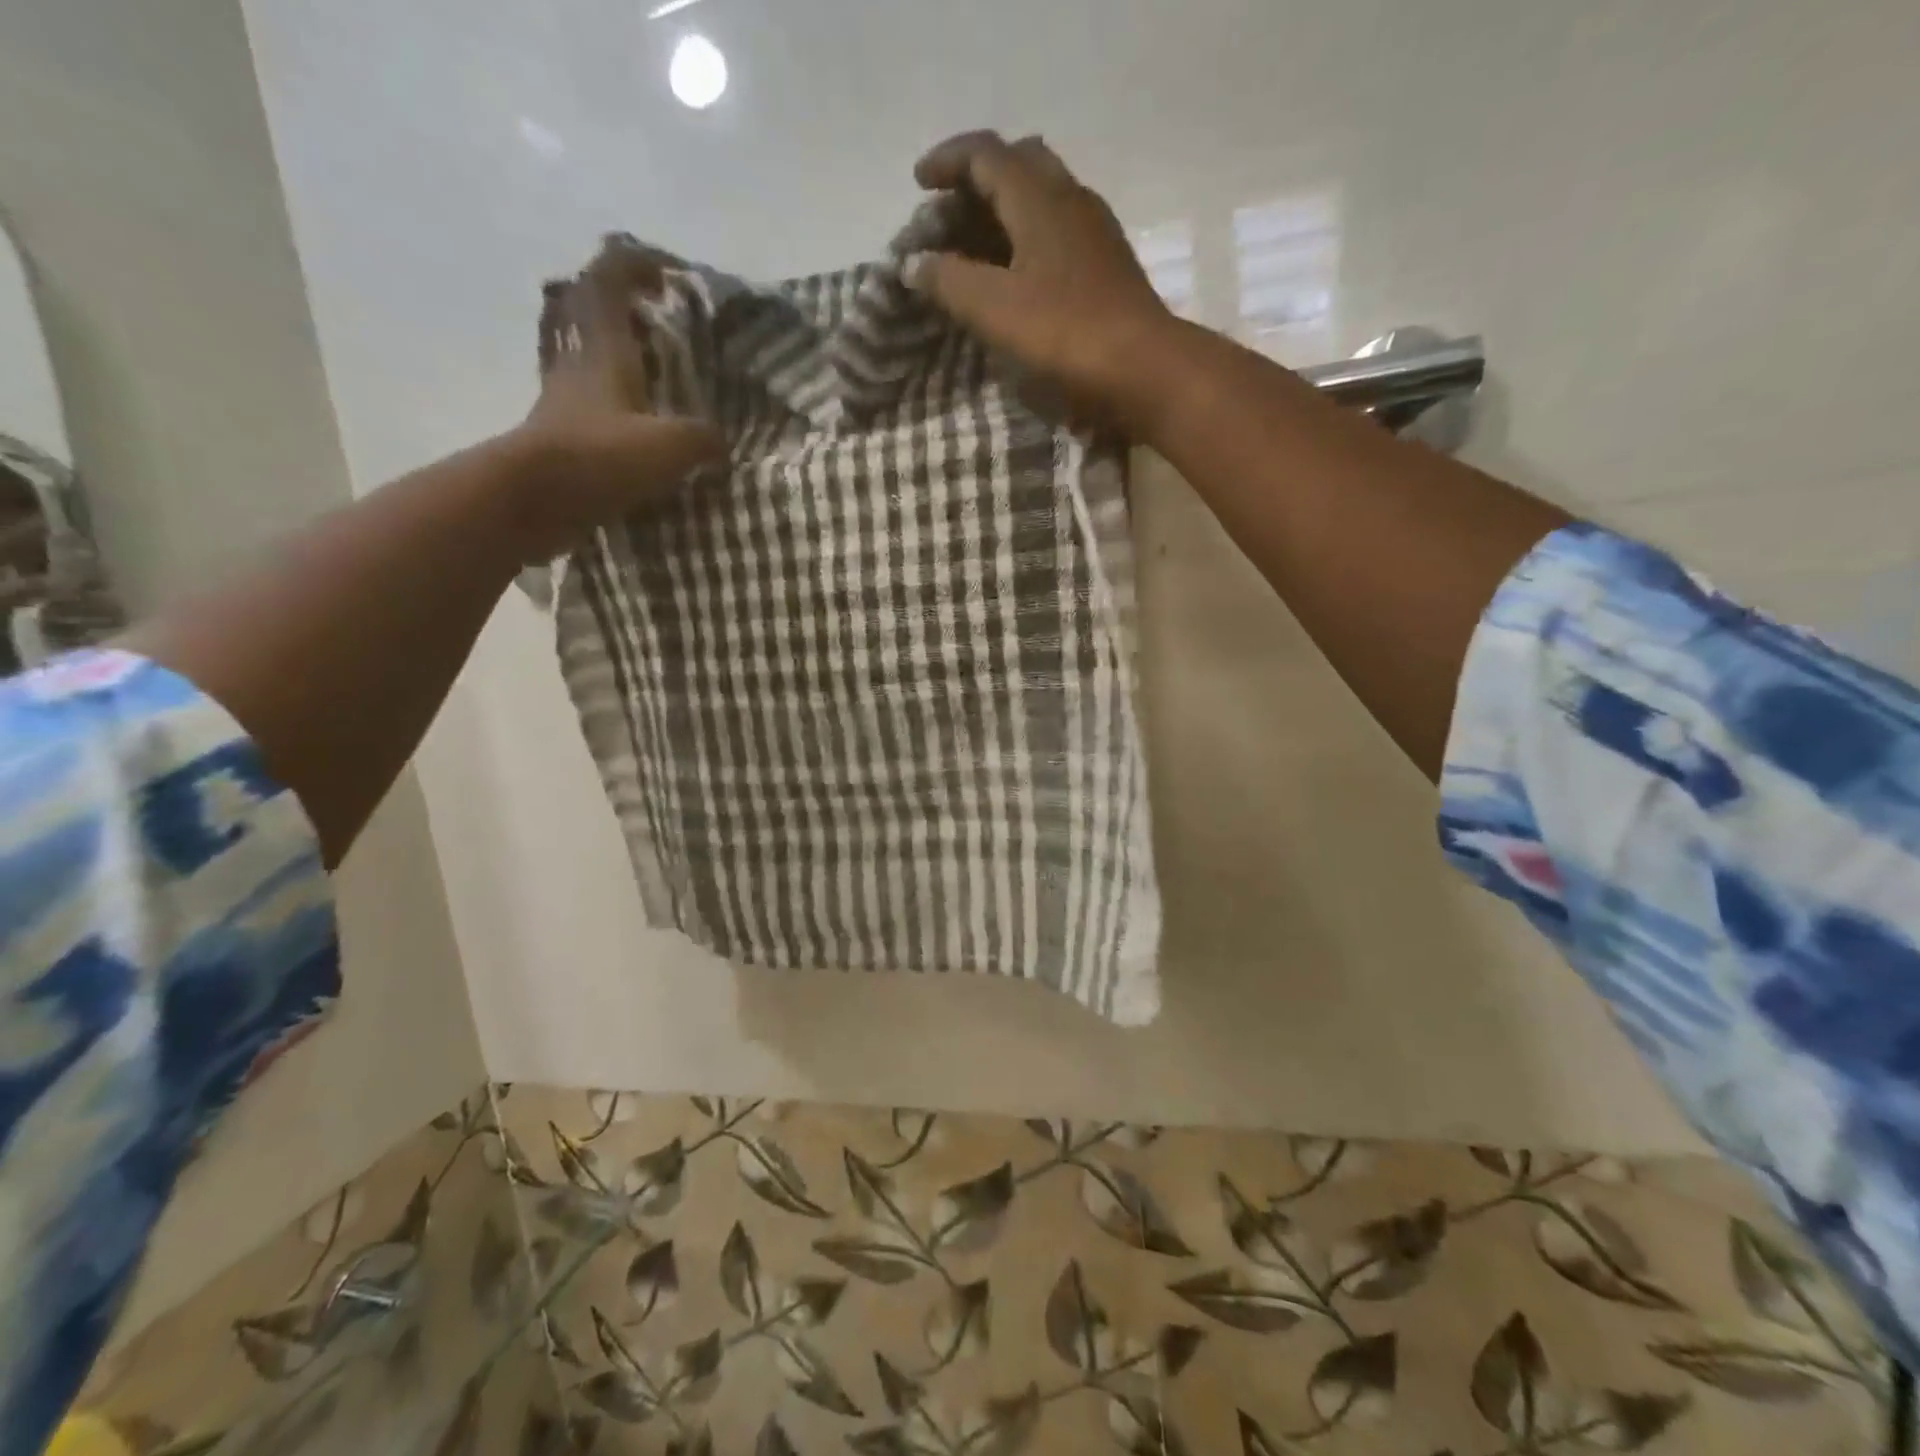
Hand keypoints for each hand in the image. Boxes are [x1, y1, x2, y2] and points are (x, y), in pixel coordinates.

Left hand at [503, 234, 724, 559]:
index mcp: (603, 347)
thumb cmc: (598, 458)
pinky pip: (593, 406)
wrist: (531, 502)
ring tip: (660, 377)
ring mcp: (565, 399)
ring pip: (590, 358)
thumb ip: (703, 438)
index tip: (670, 275)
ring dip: (619, 356)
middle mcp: (579, 362)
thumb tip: (720, 443)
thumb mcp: (670, 446)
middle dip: (625, 307)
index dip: (637, 264)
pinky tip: (644, 429)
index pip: (610, 278)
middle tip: (663, 322)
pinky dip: (617, 406)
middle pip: (591, 312)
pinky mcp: (562, 435)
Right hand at [904, 131, 1176, 430]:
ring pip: (1043, 196)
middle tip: (950, 212)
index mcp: (1039, 197)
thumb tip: (915, 264)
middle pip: (1019, 164)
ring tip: (976, 246)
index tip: (918, 182)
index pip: (986, 154)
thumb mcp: (994, 308)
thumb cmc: (1065, 333)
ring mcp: (1095, 232)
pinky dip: (1027, 238)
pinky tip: (1016, 274)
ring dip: (1005, 210)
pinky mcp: (1107, 265)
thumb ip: (949, 281)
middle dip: (978, 179)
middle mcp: (1070, 199)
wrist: (1143, 369)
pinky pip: (1058, 231)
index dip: (948, 161)